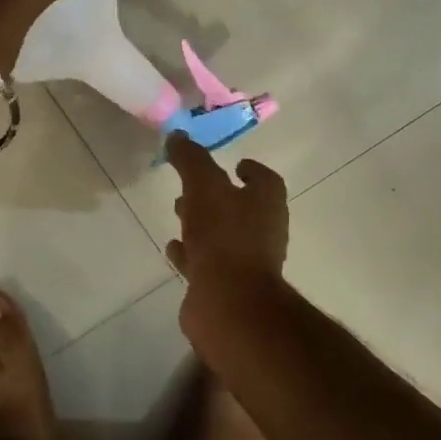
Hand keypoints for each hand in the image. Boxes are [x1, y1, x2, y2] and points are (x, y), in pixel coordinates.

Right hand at [164, 132, 289, 329]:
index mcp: (267, 204)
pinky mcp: (226, 286)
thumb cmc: (224, 236)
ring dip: (203, 224)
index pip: (266, 180)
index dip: (251, 170)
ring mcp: (246, 262)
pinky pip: (207, 263)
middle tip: (191, 188)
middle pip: (242, 207)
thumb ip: (191, 160)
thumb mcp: (204, 187)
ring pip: (223, 235)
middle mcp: (263, 231)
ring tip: (178, 213)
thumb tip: (177, 136)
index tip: (233, 164)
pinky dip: (192, 253)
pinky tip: (173, 248)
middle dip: (217, 196)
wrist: (229, 303)